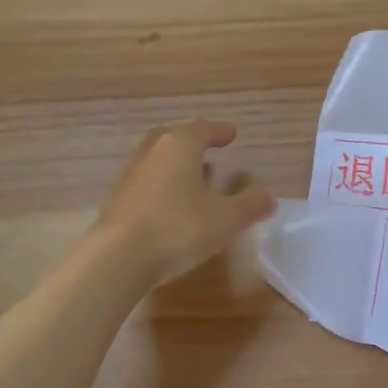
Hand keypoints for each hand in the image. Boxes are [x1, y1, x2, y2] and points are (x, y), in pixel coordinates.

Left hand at [95, 121, 275, 282]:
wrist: (118, 258)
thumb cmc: (177, 228)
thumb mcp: (225, 220)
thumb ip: (249, 206)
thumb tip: (269, 198)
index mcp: (179, 147)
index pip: (202, 129)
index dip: (219, 131)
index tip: (231, 133)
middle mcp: (152, 154)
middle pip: (172, 138)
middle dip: (191, 141)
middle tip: (206, 147)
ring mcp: (131, 177)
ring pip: (156, 160)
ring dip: (175, 164)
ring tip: (193, 177)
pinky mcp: (118, 202)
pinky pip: (146, 183)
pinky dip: (162, 186)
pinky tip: (171, 205)